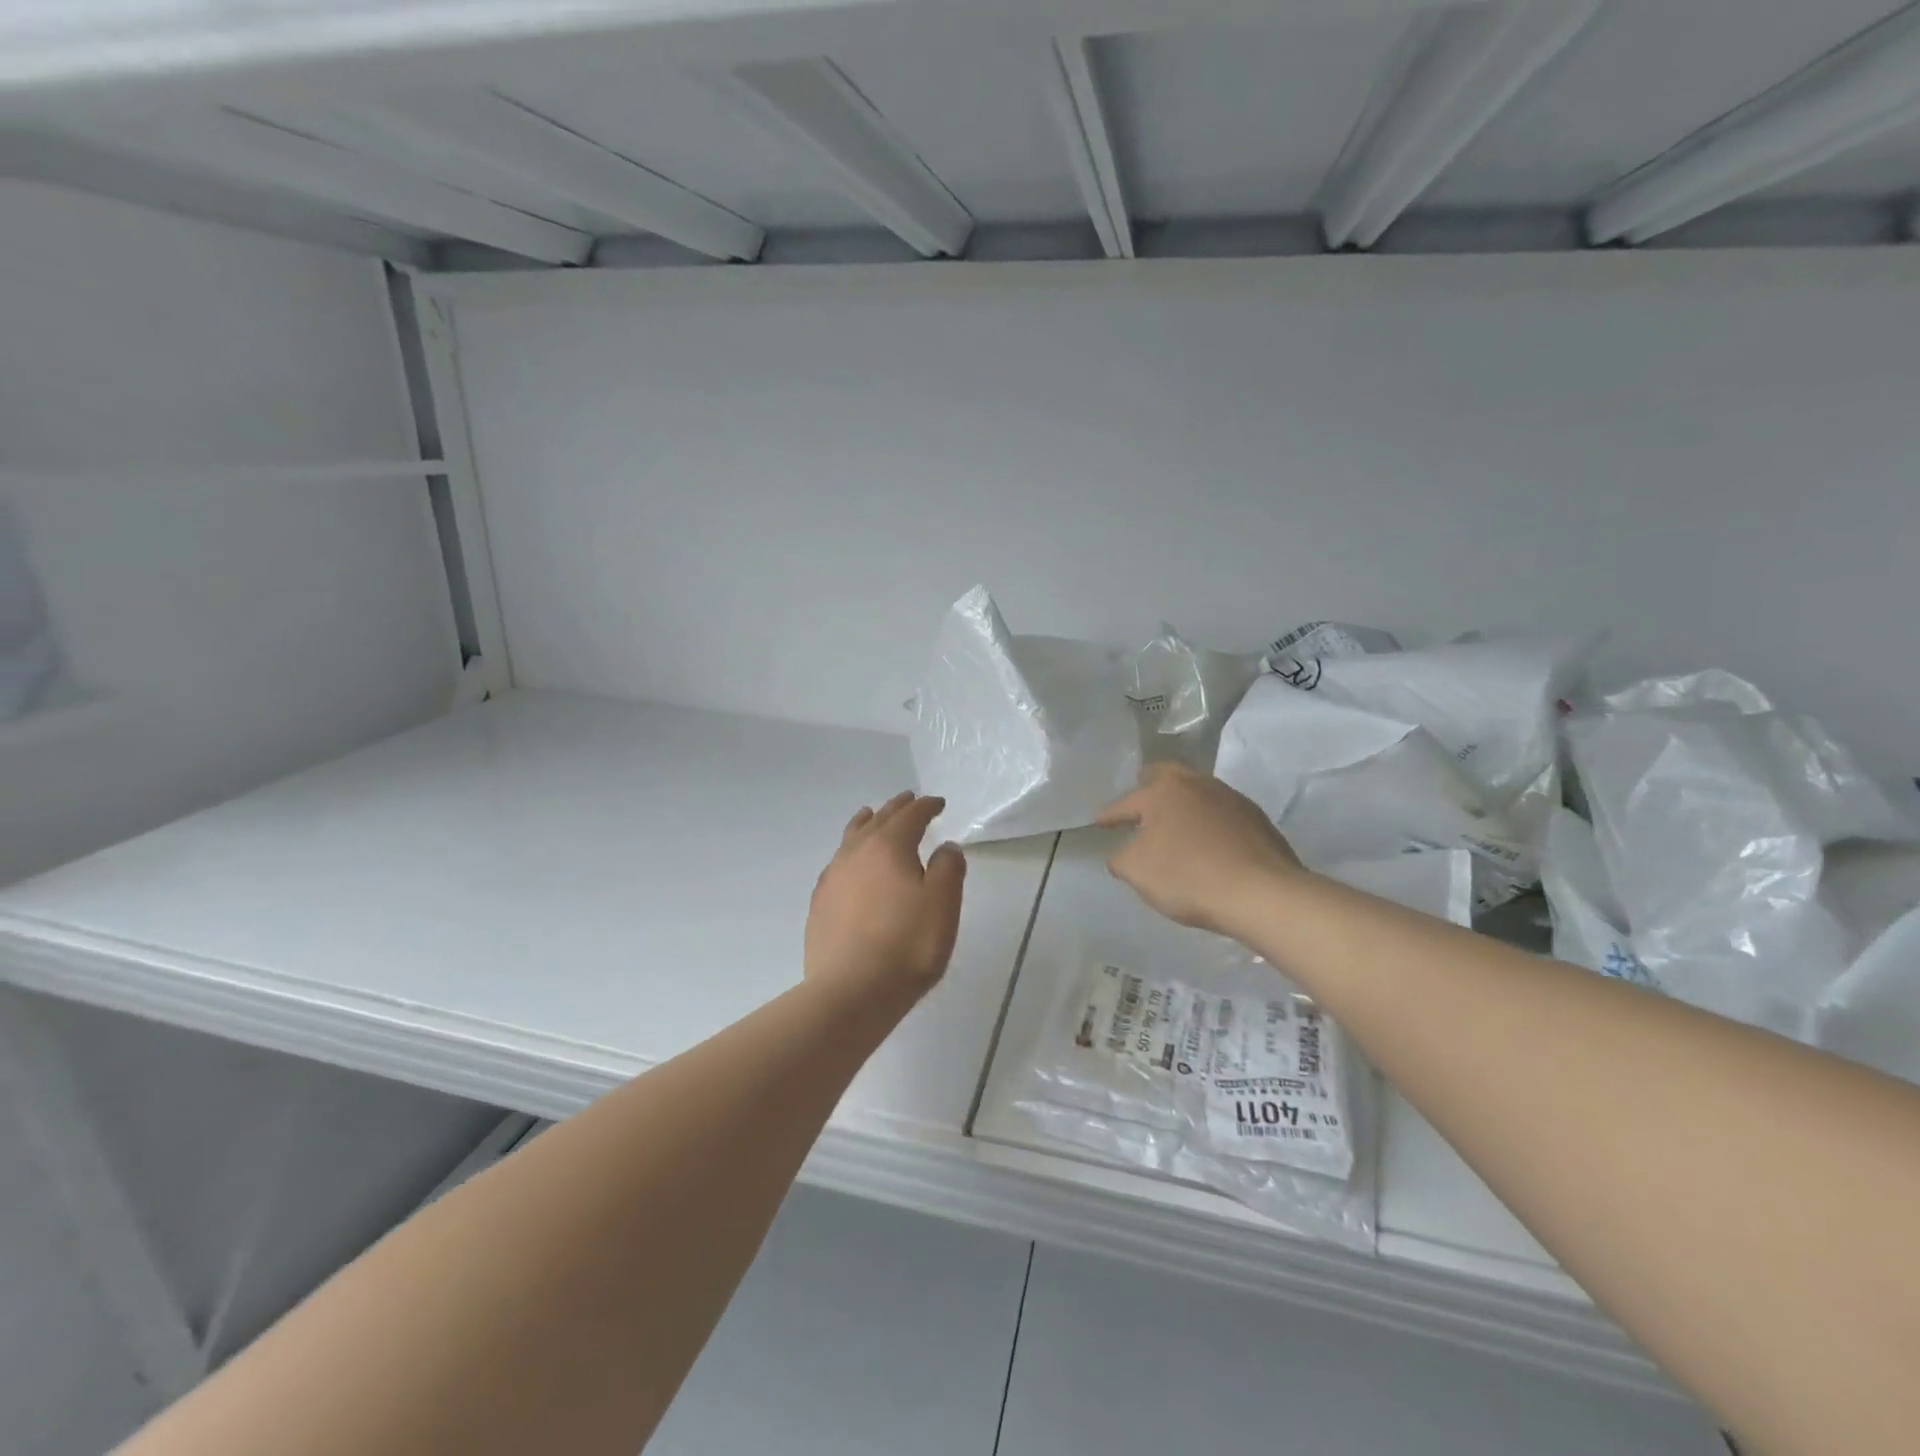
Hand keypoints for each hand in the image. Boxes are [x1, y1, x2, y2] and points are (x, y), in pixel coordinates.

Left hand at [806, 792, 967, 1001]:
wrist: (852, 991)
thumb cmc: (907, 944)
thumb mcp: (943, 904)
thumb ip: (948, 868)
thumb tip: (946, 847)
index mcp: (888, 846)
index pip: (910, 816)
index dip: (926, 807)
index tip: (938, 803)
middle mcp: (856, 853)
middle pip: (878, 820)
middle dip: (896, 808)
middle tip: (909, 799)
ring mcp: (833, 877)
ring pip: (851, 837)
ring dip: (866, 824)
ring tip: (871, 816)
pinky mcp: (820, 903)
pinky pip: (837, 863)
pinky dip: (850, 853)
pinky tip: (851, 866)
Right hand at [1097, 763, 1303, 937]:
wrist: (1261, 893)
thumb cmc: (1188, 876)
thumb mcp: (1136, 871)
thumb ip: (1121, 857)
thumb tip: (1123, 852)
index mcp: (1163, 791)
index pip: (1126, 803)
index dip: (1109, 815)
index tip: (1098, 823)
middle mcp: (1196, 784)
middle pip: (1166, 776)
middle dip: (1149, 784)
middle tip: (1139, 796)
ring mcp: (1230, 798)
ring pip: (1197, 791)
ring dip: (1182, 803)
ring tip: (1174, 821)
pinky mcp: (1256, 818)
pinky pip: (1221, 813)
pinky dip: (1208, 821)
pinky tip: (1207, 840)